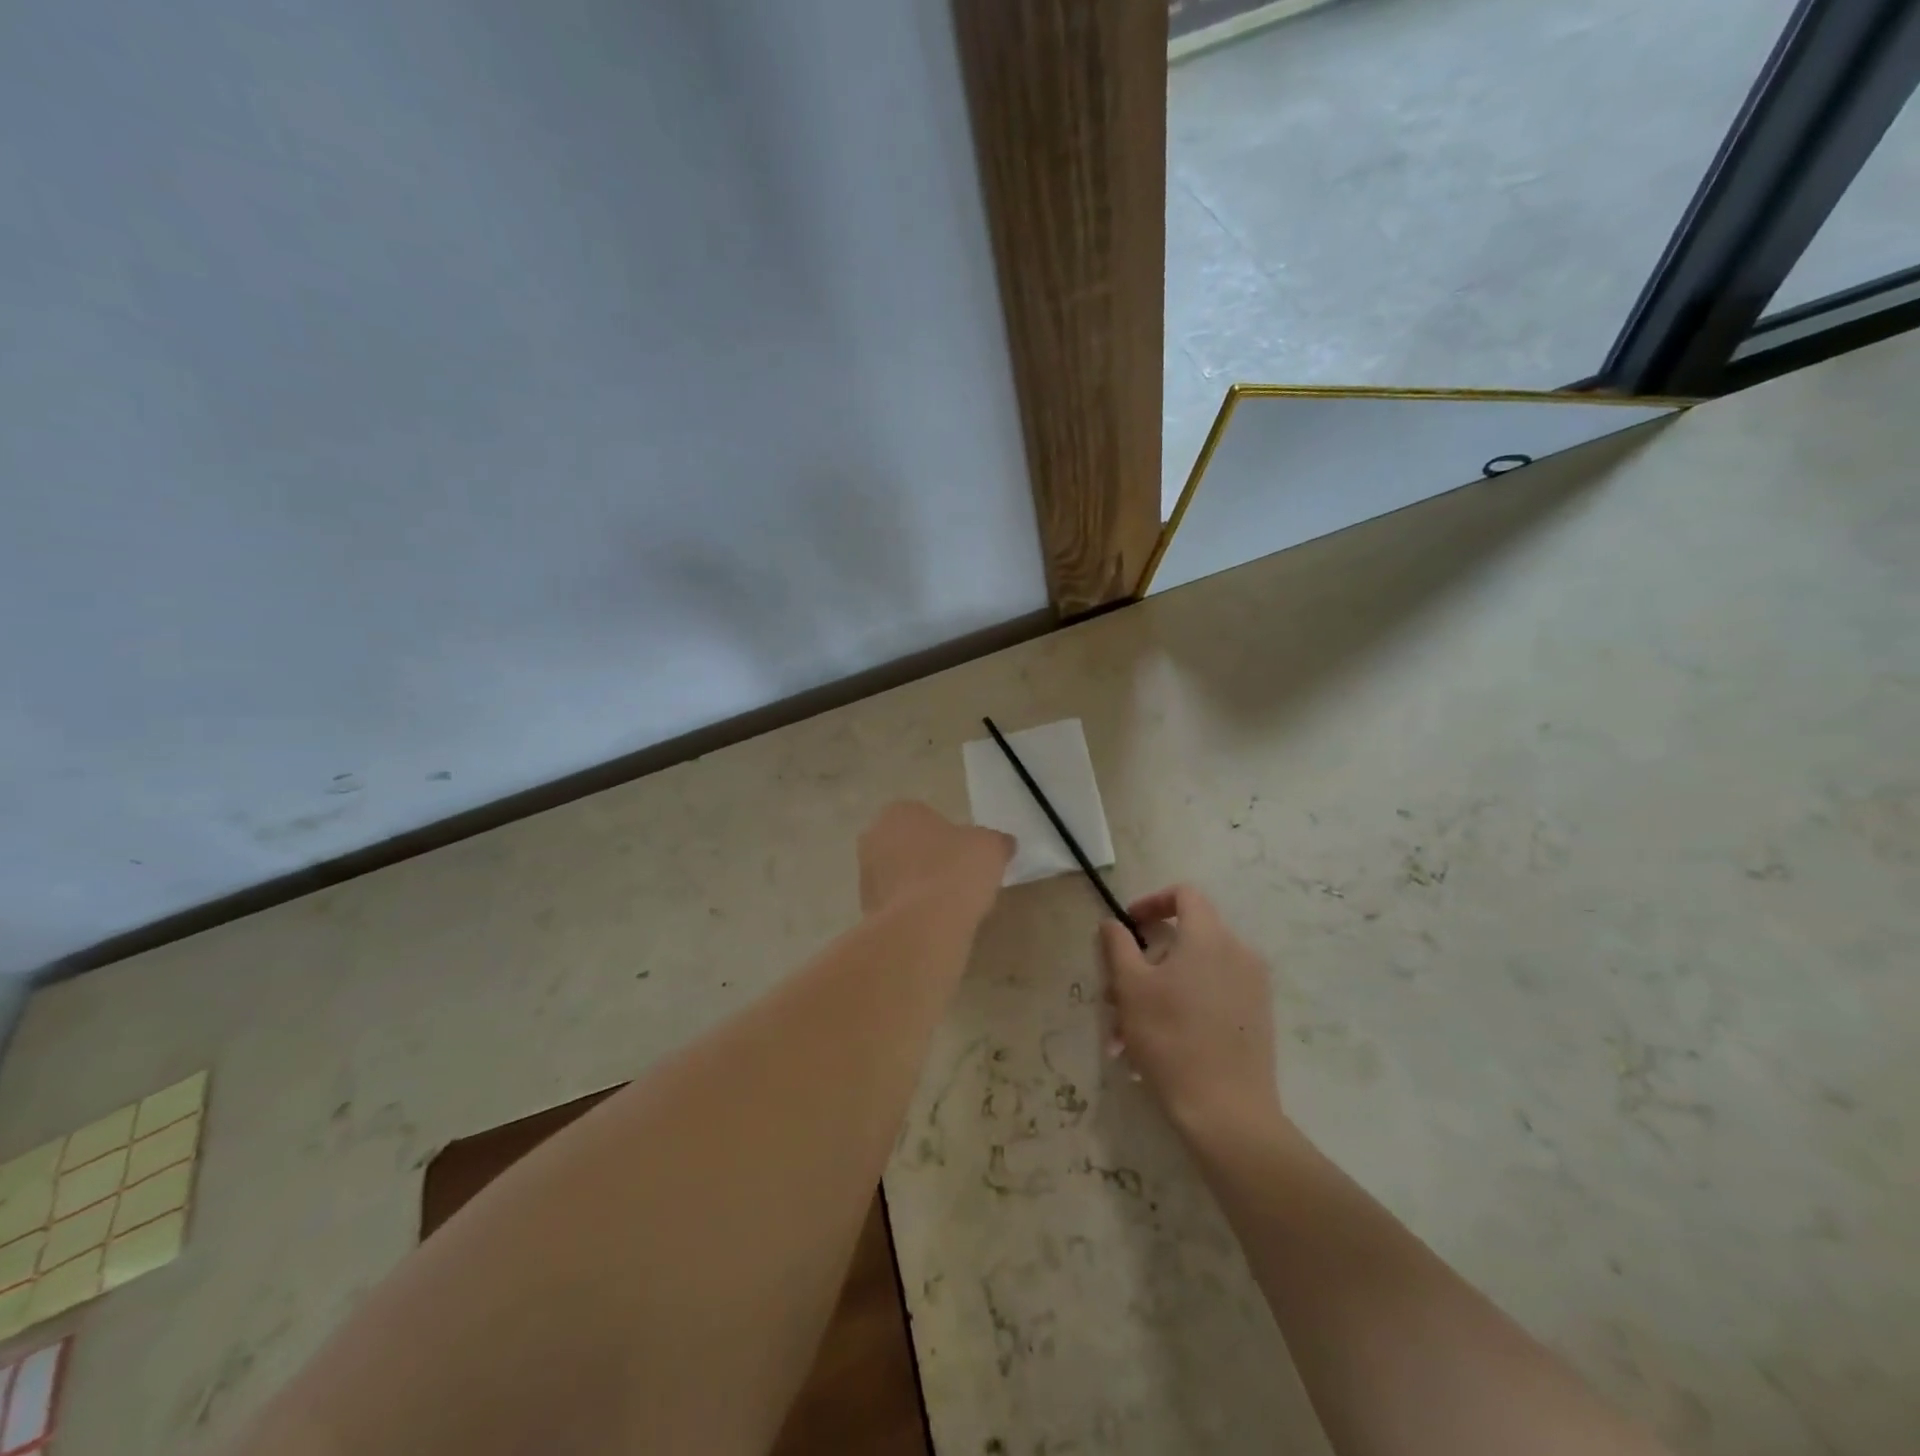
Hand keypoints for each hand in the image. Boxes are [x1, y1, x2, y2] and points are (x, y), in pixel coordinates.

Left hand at [858, 801, 1012, 920]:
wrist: (923, 927)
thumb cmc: (955, 871)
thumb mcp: (991, 847)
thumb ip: (995, 841)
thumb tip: (1003, 844)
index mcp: (899, 812)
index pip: (924, 816)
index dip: (946, 835)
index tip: (965, 854)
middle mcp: (873, 838)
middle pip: (906, 844)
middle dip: (926, 858)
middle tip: (957, 876)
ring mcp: (865, 876)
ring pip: (897, 875)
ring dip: (916, 885)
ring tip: (948, 905)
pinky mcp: (866, 911)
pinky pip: (895, 905)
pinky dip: (911, 911)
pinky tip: (933, 923)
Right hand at [1099, 884, 1279, 1136]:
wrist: (1227, 1111)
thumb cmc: (1170, 1038)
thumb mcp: (1130, 987)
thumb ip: (1118, 945)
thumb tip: (1113, 923)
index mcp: (1210, 936)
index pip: (1184, 894)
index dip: (1152, 902)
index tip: (1129, 926)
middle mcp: (1239, 952)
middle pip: (1185, 938)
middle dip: (1146, 962)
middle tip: (1116, 995)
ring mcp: (1253, 986)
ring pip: (1195, 972)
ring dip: (1158, 991)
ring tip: (1127, 1034)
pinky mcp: (1257, 1017)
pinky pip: (1213, 995)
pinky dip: (1183, 1007)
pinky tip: (1156, 1046)